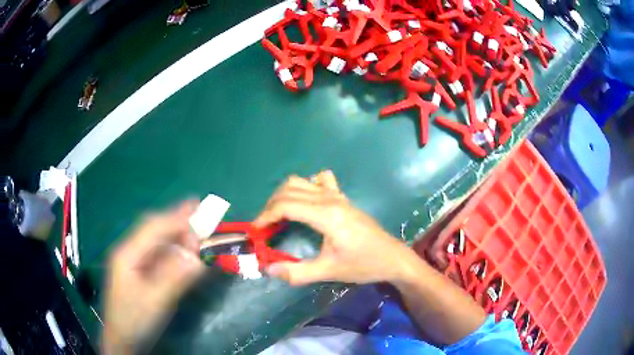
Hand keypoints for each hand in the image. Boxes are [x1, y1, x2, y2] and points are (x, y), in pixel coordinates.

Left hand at [102, 201, 204, 353]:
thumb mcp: (154, 301)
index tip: (197, 207)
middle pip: (153, 230)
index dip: (175, 217)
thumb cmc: (134, 320)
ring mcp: (133, 262)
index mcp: (127, 254)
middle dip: (175, 220)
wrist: (122, 339)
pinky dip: (173, 250)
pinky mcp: (140, 273)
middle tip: (199, 212)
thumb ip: (174, 278)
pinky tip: (183, 251)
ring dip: (176, 234)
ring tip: (195, 229)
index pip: (152, 228)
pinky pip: (158, 256)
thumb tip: (196, 257)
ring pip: (156, 242)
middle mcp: (129, 252)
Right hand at [254, 170, 416, 285]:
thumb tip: (268, 269)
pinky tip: (306, 203)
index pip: (286, 205)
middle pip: (289, 189)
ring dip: (285, 194)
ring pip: (302, 181)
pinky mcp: (343, 199)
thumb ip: (296, 272)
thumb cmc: (363, 265)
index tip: (255, 231)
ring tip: (279, 215)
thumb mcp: (329, 272)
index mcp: (326, 215)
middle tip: (264, 226)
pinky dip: (307, 186)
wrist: (392, 258)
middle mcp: (330, 199)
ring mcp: (338, 196)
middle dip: (271, 205)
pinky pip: (321, 181)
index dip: (265, 215)